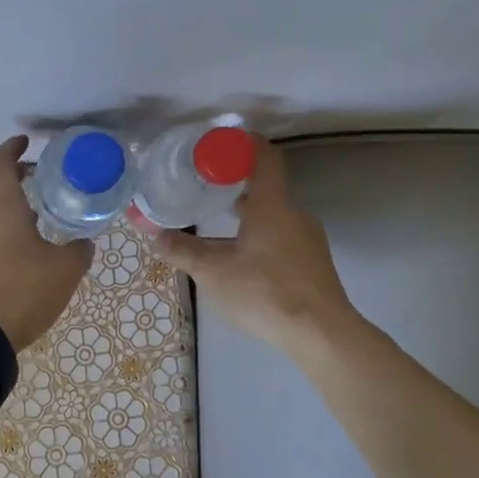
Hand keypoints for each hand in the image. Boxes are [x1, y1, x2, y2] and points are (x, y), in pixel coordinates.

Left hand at [0, 135, 92, 350]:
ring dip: (3, 213)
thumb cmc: (21, 289)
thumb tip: (84, 242)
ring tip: (32, 224)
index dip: (12, 148)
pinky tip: (18, 256)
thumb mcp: (64, 270)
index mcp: (0, 205)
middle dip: (10, 183)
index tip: (26, 143)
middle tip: (33, 184)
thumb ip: (78, 251)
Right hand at [151, 138, 358, 354]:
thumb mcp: (214, 272)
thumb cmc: (266, 292)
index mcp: (273, 206)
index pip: (264, 157)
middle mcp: (295, 214)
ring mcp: (309, 240)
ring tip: (218, 227)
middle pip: (266, 189)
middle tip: (206, 189)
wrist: (322, 334)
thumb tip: (156, 236)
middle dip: (235, 186)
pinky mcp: (313, 264)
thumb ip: (184, 251)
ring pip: (274, 217)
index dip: (243, 144)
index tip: (220, 144)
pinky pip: (283, 238)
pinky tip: (242, 261)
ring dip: (247, 216)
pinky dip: (260, 237)